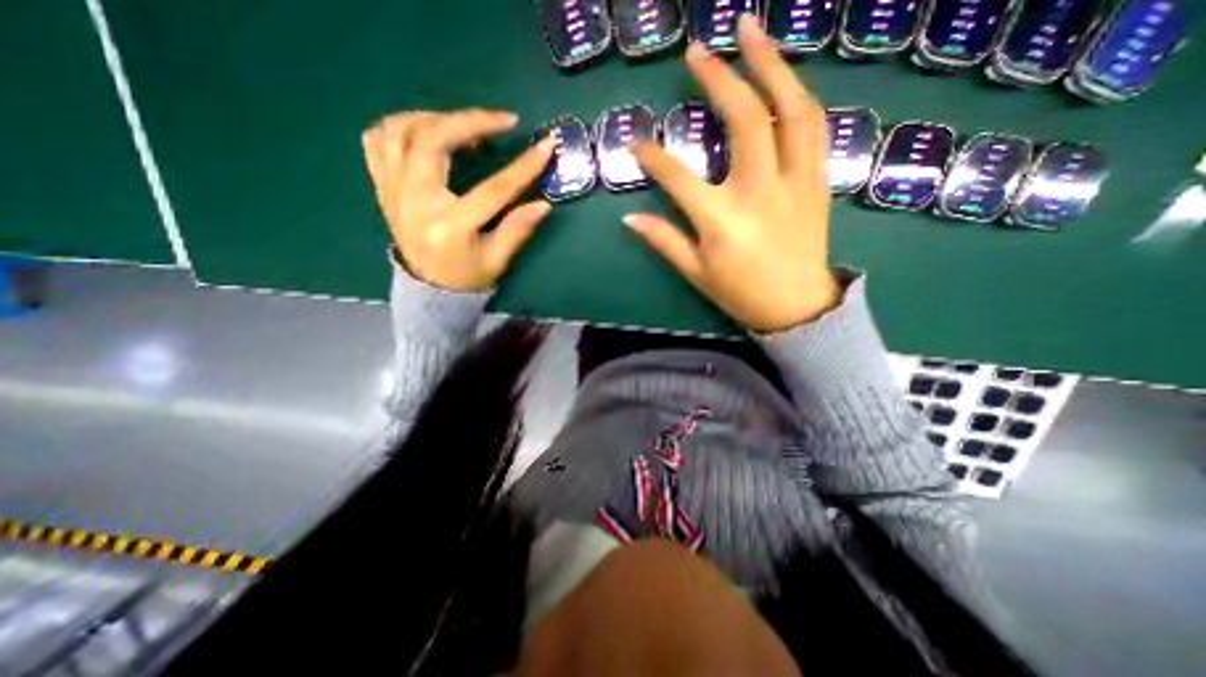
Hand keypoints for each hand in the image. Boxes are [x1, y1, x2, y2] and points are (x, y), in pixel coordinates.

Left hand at [363, 109, 555, 290]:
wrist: (427, 288)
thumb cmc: (466, 277)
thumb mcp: (497, 261)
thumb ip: (517, 230)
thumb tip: (543, 204)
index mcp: (449, 228)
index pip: (492, 190)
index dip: (522, 167)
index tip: (545, 146)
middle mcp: (414, 202)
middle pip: (433, 142)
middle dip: (471, 121)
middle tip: (502, 121)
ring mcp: (392, 190)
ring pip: (400, 130)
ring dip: (437, 118)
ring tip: (466, 125)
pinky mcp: (382, 185)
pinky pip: (378, 138)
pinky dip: (401, 124)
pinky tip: (428, 130)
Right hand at [627, 14, 839, 331]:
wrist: (796, 306)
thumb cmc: (741, 293)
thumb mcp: (696, 273)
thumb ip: (664, 241)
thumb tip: (629, 218)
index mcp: (723, 222)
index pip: (679, 179)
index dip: (653, 158)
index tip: (635, 143)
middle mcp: (761, 192)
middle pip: (747, 121)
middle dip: (721, 79)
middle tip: (698, 50)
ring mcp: (796, 181)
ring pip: (792, 109)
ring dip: (772, 65)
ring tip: (751, 31)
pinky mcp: (818, 180)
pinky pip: (814, 126)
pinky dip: (798, 94)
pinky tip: (784, 78)